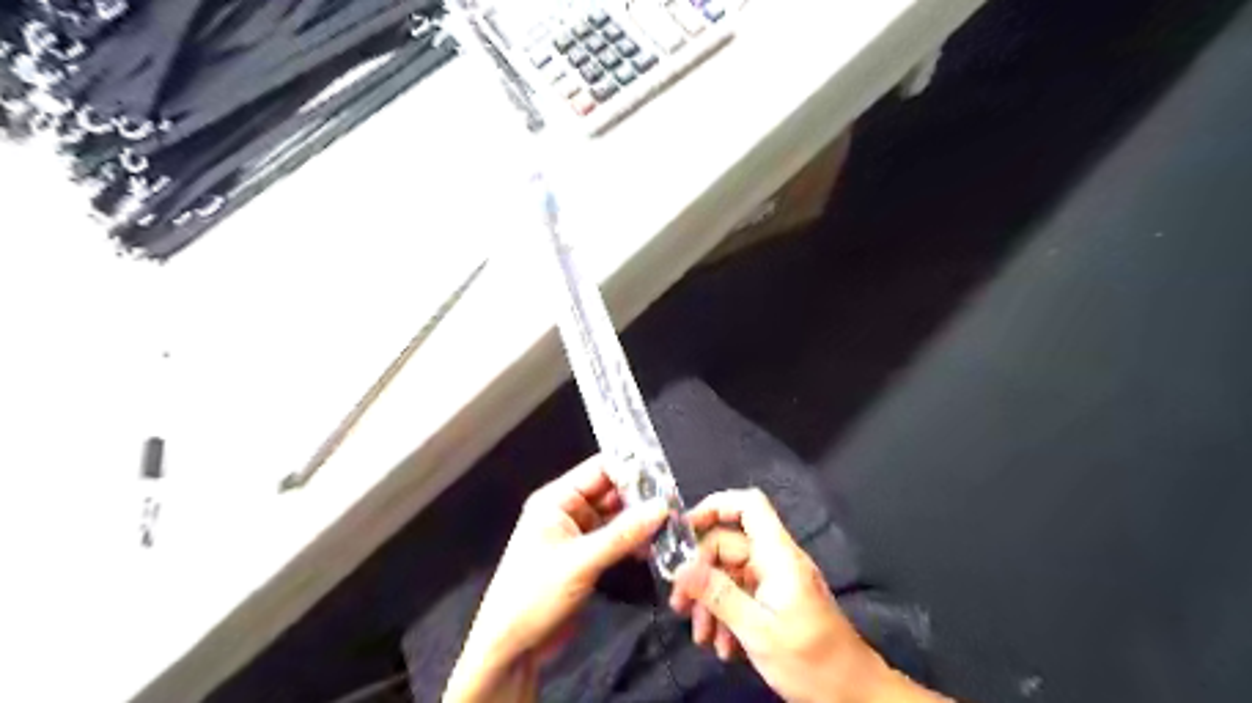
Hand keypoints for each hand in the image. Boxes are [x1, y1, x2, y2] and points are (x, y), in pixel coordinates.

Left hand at [445, 457, 668, 702]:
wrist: (511, 649)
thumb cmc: (534, 596)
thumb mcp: (581, 562)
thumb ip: (623, 534)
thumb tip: (662, 507)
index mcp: (556, 500)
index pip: (600, 469)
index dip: (631, 469)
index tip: (664, 477)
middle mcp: (568, 511)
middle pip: (612, 492)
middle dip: (641, 499)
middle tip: (676, 505)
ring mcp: (578, 534)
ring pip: (617, 518)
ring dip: (641, 522)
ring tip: (672, 526)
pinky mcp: (587, 557)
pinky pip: (616, 540)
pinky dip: (634, 542)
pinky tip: (655, 548)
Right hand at [669, 489, 932, 702]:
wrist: (853, 695)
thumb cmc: (810, 659)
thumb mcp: (758, 630)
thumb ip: (718, 595)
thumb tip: (680, 567)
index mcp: (778, 554)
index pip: (749, 505)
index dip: (716, 506)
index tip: (684, 529)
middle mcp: (776, 559)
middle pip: (728, 545)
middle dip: (700, 574)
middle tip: (680, 605)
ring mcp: (775, 581)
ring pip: (730, 574)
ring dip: (711, 602)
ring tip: (702, 637)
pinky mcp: (776, 601)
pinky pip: (742, 595)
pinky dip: (727, 615)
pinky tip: (722, 646)